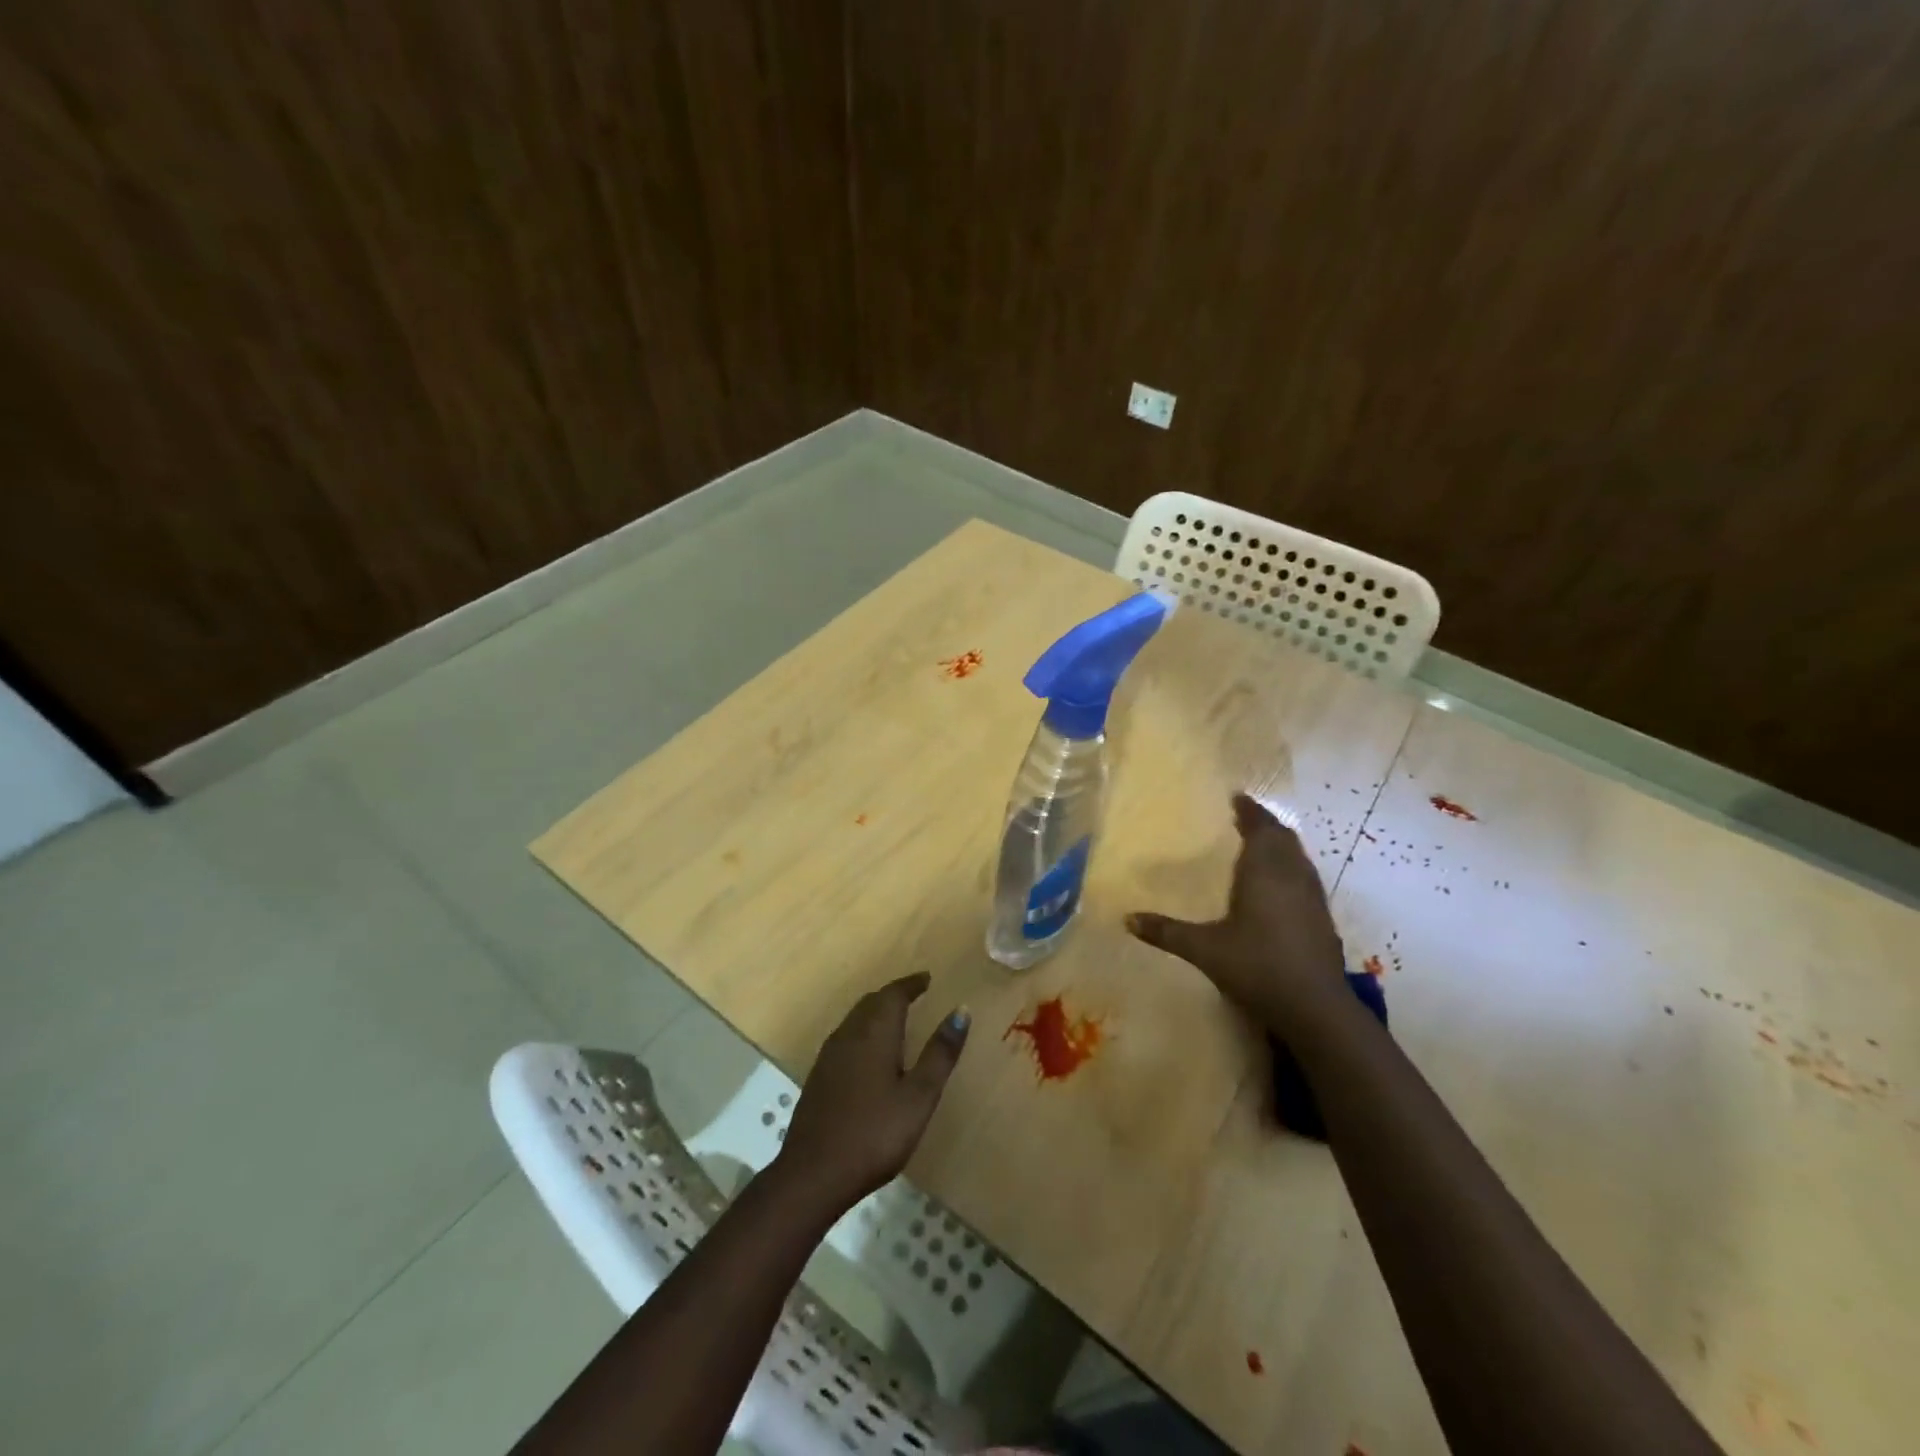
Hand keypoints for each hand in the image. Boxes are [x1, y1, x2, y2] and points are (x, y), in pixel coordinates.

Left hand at [778, 973, 970, 1210]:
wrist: (813, 1174)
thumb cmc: (875, 1134)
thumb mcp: (919, 1096)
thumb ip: (940, 1053)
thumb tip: (961, 1011)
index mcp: (875, 1033)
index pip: (893, 994)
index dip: (911, 984)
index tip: (927, 979)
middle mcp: (849, 1034)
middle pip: (872, 1002)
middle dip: (894, 995)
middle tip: (915, 995)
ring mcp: (829, 1056)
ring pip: (855, 1019)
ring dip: (876, 1012)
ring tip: (896, 1019)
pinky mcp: (818, 1077)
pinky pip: (845, 1038)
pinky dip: (863, 1032)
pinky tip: (869, 1054)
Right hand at [1126, 793, 1346, 1030]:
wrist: (1315, 1008)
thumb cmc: (1257, 967)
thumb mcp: (1204, 949)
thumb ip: (1167, 931)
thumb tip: (1126, 919)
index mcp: (1264, 872)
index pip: (1260, 828)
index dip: (1249, 811)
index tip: (1236, 797)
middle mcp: (1291, 876)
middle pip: (1282, 838)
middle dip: (1265, 824)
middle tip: (1244, 817)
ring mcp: (1312, 897)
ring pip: (1298, 856)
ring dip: (1280, 844)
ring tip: (1260, 843)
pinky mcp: (1323, 918)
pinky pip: (1305, 877)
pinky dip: (1290, 867)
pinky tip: (1278, 884)